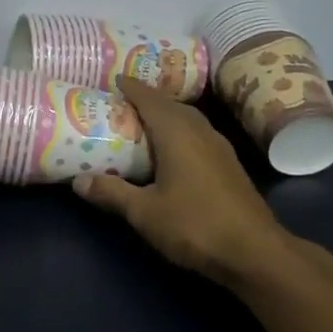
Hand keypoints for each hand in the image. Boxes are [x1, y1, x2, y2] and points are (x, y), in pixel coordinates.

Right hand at [75, 77, 332, 292]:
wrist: (255, 252)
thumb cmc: (195, 225)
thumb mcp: (144, 212)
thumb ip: (112, 192)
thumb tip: (77, 181)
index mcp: (177, 133)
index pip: (150, 99)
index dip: (131, 87)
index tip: (113, 79)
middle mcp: (200, 132)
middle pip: (172, 105)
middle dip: (148, 99)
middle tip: (122, 103)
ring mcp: (219, 148)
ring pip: (189, 120)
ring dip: (166, 115)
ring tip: (143, 124)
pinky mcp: (229, 166)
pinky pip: (198, 136)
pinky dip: (180, 132)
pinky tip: (171, 151)